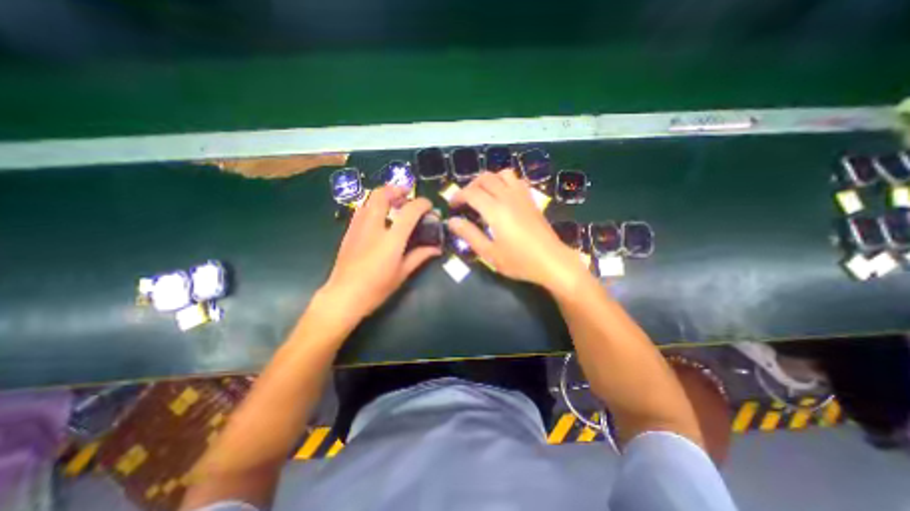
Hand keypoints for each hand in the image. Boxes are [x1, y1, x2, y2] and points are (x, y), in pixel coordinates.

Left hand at [320, 185, 440, 324]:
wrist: (343, 296)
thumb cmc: (376, 288)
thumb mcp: (402, 273)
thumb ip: (420, 256)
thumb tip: (436, 248)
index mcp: (391, 239)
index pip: (409, 211)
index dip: (422, 204)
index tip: (429, 206)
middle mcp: (374, 227)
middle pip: (382, 195)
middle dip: (396, 189)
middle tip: (407, 195)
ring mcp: (358, 227)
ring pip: (368, 199)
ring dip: (383, 195)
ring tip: (394, 203)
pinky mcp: (349, 231)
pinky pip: (361, 209)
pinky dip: (373, 205)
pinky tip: (379, 217)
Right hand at [447, 170, 589, 293]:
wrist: (552, 261)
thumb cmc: (519, 261)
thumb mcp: (489, 253)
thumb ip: (469, 235)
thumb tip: (451, 221)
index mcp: (495, 210)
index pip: (471, 193)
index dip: (458, 196)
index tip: (452, 206)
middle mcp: (508, 197)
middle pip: (485, 178)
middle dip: (470, 186)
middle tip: (465, 201)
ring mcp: (522, 196)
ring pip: (502, 174)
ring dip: (488, 180)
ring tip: (483, 194)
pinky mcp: (531, 199)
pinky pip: (516, 180)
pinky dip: (504, 181)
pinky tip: (502, 195)